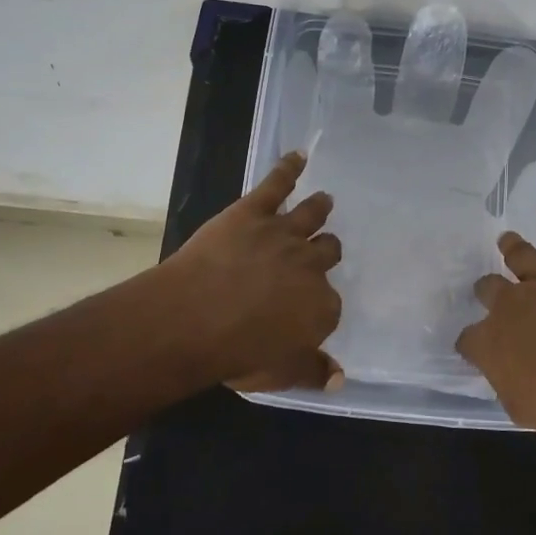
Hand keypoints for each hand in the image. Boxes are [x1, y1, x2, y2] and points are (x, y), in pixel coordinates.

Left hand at [160, 151, 344, 391]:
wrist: (195, 318)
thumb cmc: (238, 353)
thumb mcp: (280, 373)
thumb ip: (313, 372)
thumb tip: (340, 378)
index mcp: (322, 306)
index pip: (330, 303)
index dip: (319, 304)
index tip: (308, 307)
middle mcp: (311, 265)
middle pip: (328, 251)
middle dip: (326, 250)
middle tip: (322, 248)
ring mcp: (284, 233)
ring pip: (311, 214)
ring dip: (319, 207)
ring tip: (325, 199)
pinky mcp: (254, 211)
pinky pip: (276, 184)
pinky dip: (288, 168)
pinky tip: (297, 156)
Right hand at [458, 209, 535, 434]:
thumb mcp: (528, 412)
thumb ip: (512, 389)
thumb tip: (509, 378)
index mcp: (493, 343)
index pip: (470, 340)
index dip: (471, 342)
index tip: (473, 345)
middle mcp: (512, 305)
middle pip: (490, 289)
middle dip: (487, 289)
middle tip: (488, 288)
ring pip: (522, 256)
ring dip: (513, 247)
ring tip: (506, 239)